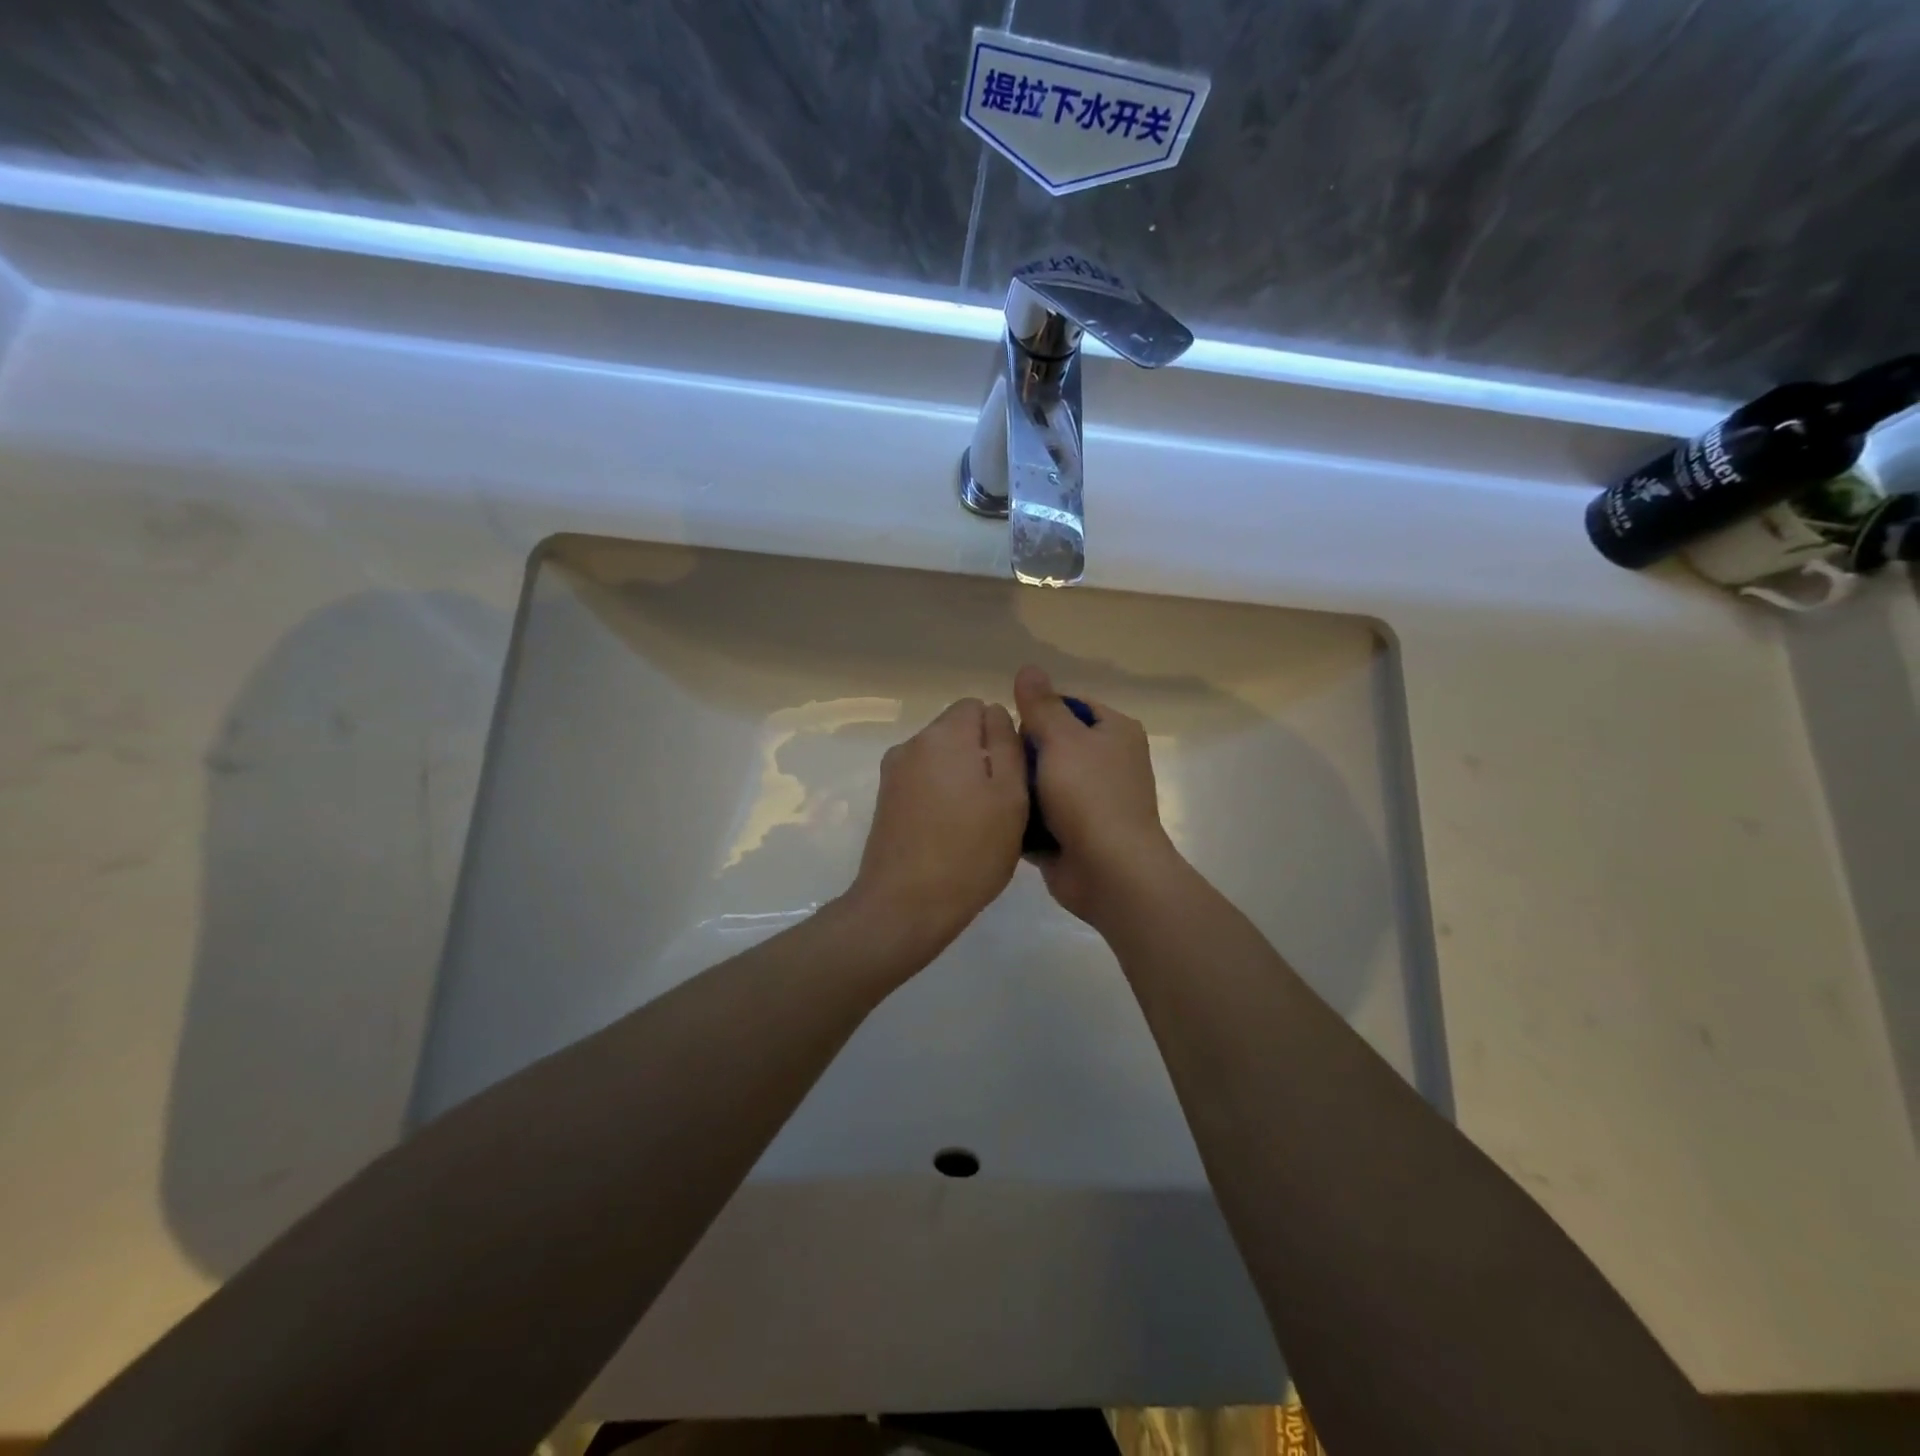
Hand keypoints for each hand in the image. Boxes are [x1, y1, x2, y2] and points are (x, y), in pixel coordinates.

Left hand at [848, 697, 1027, 958]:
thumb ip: (1007, 744)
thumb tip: (996, 712)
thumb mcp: (1010, 795)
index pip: (978, 706)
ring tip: (975, 822)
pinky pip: (923, 781)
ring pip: (940, 758)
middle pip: (956, 731)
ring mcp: (893, 772)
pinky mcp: (885, 800)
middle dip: (980, 755)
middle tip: (998, 803)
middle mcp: (913, 743)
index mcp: (944, 735)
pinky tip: (949, 832)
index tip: (1011, 773)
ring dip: (960, 777)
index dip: (1000, 734)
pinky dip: (939, 795)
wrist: (904, 905)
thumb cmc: (970, 851)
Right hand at [1014, 665, 1181, 924]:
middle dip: (1025, 753)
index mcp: (1115, 732)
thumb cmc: (1089, 796)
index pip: (1070, 705)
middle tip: (998, 762)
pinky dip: (1026, 817)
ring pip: (1045, 781)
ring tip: (993, 788)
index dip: (1038, 712)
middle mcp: (1109, 762)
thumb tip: (1028, 667)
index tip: (1011, 728)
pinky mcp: (1078, 832)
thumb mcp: (1061, 740)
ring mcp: (1094, 800)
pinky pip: (1043, 815)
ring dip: (1022, 787)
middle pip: (1054, 743)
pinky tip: (999, 816)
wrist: (1110, 872)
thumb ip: (1041, 705)